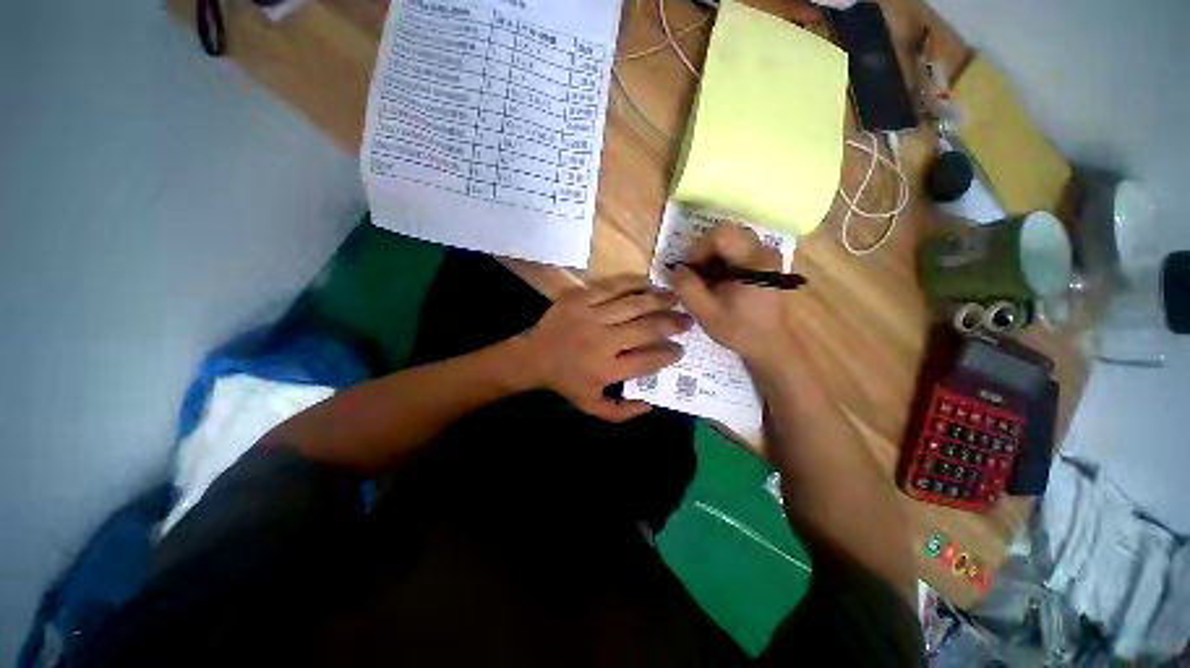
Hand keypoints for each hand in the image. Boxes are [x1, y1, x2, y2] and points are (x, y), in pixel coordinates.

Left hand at [521, 276, 690, 421]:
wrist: (533, 356)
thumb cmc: (566, 382)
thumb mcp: (591, 407)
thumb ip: (621, 412)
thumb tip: (651, 403)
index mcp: (605, 370)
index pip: (647, 361)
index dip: (668, 354)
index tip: (680, 350)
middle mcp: (601, 342)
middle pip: (645, 329)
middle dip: (672, 324)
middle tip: (687, 321)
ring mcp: (589, 317)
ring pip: (633, 304)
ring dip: (659, 300)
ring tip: (675, 299)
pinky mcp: (579, 298)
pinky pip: (612, 286)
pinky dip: (633, 283)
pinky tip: (648, 284)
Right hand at [671, 225, 791, 365]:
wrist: (770, 344)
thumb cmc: (738, 330)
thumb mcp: (705, 312)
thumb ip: (686, 288)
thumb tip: (676, 268)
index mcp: (754, 261)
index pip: (721, 233)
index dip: (699, 248)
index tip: (691, 270)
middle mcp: (765, 250)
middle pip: (727, 233)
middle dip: (705, 251)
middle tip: (697, 275)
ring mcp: (767, 255)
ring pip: (732, 239)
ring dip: (713, 256)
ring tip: (708, 280)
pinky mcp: (765, 262)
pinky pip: (739, 249)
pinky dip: (723, 260)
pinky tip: (720, 282)